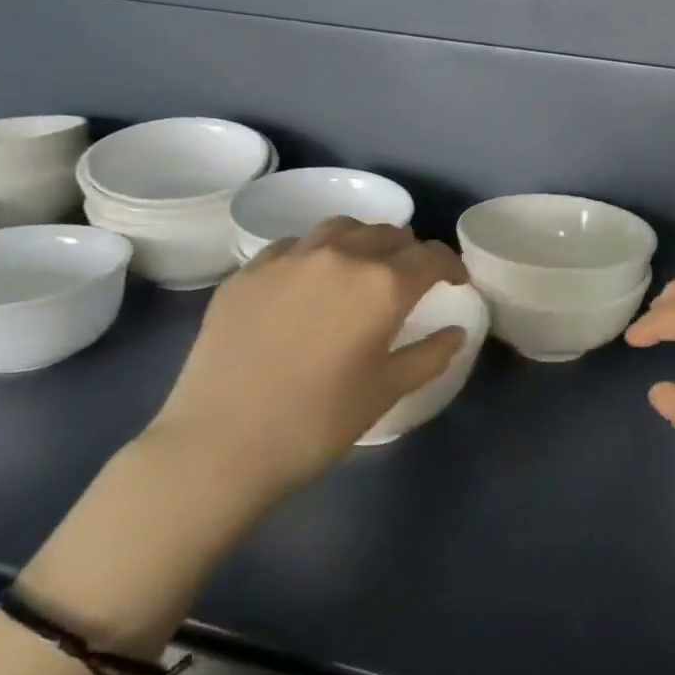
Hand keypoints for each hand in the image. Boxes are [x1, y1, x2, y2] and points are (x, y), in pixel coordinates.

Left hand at [145, 218, 468, 517]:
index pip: (431, 256)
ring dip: (363, 242)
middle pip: (388, 234)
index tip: (455, 283)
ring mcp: (289, 259)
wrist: (219, 446)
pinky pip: (293, 246)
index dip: (451, 266)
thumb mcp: (387, 391)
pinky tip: (308, 284)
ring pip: (341, 228)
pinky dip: (315, 254)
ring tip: (362, 269)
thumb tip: (456, 332)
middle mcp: (340, 256)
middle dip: (409, 252)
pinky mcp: (248, 272)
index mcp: (383, 285)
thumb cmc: (317, 423)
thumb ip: (430, 355)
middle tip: (410, 280)